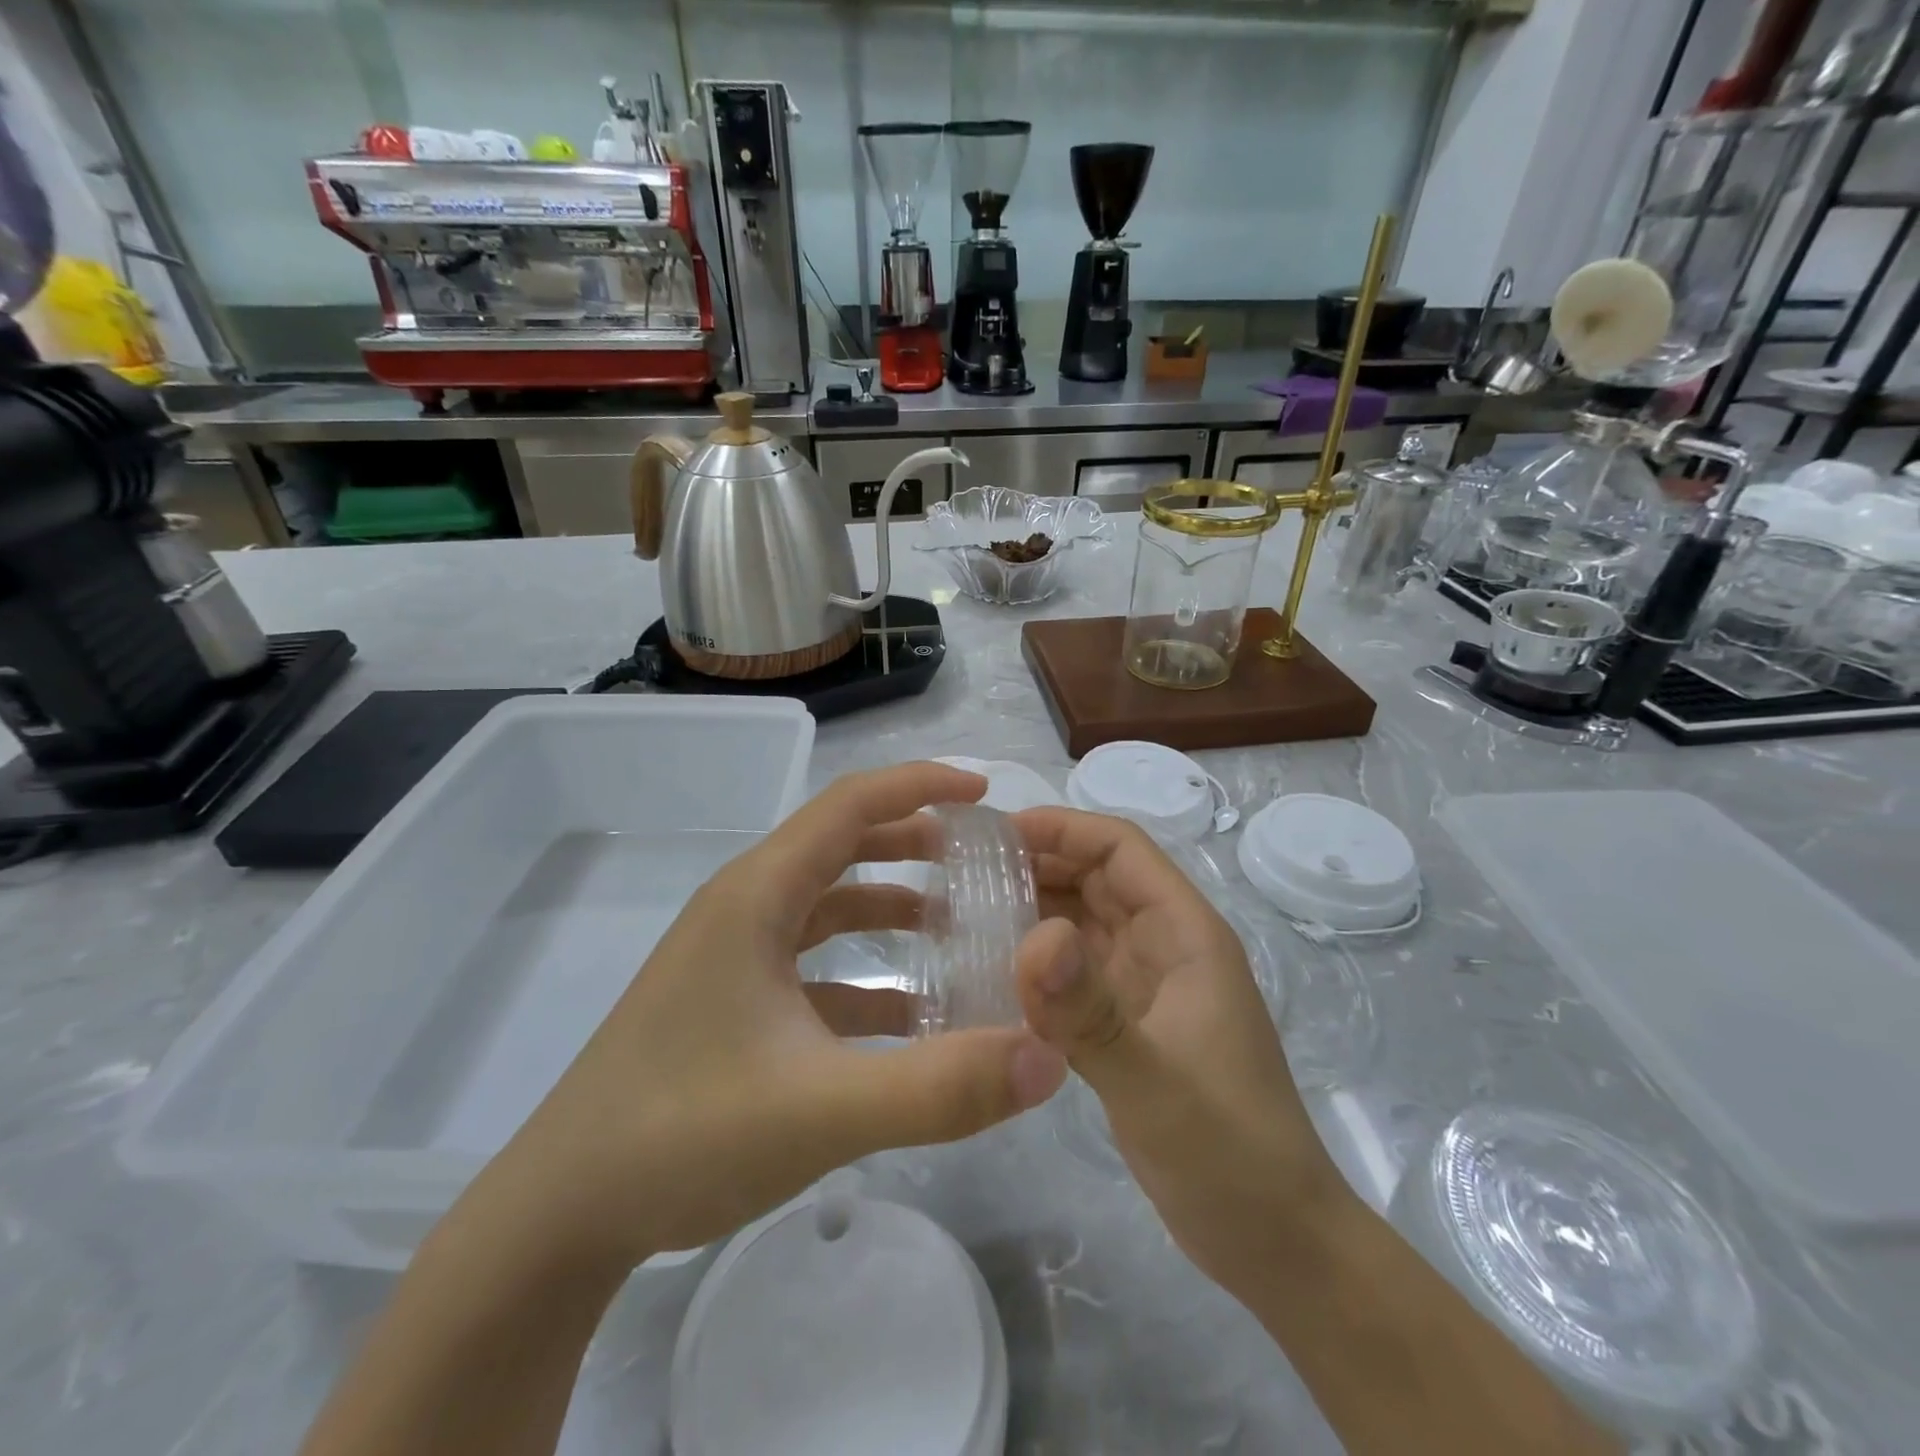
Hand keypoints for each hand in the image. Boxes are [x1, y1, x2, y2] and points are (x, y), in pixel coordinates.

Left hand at [499, 763, 1068, 1271]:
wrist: (561, 1215)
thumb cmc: (682, 1134)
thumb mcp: (823, 1110)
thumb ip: (940, 1086)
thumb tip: (1047, 1056)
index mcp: (758, 896)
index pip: (849, 805)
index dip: (919, 785)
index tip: (984, 791)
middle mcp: (744, 909)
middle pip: (840, 846)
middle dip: (912, 840)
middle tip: (980, 856)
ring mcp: (733, 957)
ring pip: (826, 905)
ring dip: (889, 904)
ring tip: (954, 924)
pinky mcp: (730, 1002)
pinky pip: (811, 964)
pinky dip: (863, 971)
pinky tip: (907, 1015)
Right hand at [1010, 807, 1346, 1279]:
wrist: (1272, 1238)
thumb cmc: (1227, 1150)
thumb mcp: (1154, 1080)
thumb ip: (1090, 1012)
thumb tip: (1032, 937)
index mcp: (1185, 934)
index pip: (1122, 849)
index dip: (1063, 828)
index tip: (996, 832)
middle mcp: (1165, 946)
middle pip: (1098, 878)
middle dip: (1038, 863)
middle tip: (964, 870)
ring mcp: (1146, 986)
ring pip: (1084, 922)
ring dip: (1034, 908)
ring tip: (966, 909)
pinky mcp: (1127, 1024)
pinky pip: (1076, 971)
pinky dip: (1039, 960)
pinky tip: (993, 969)